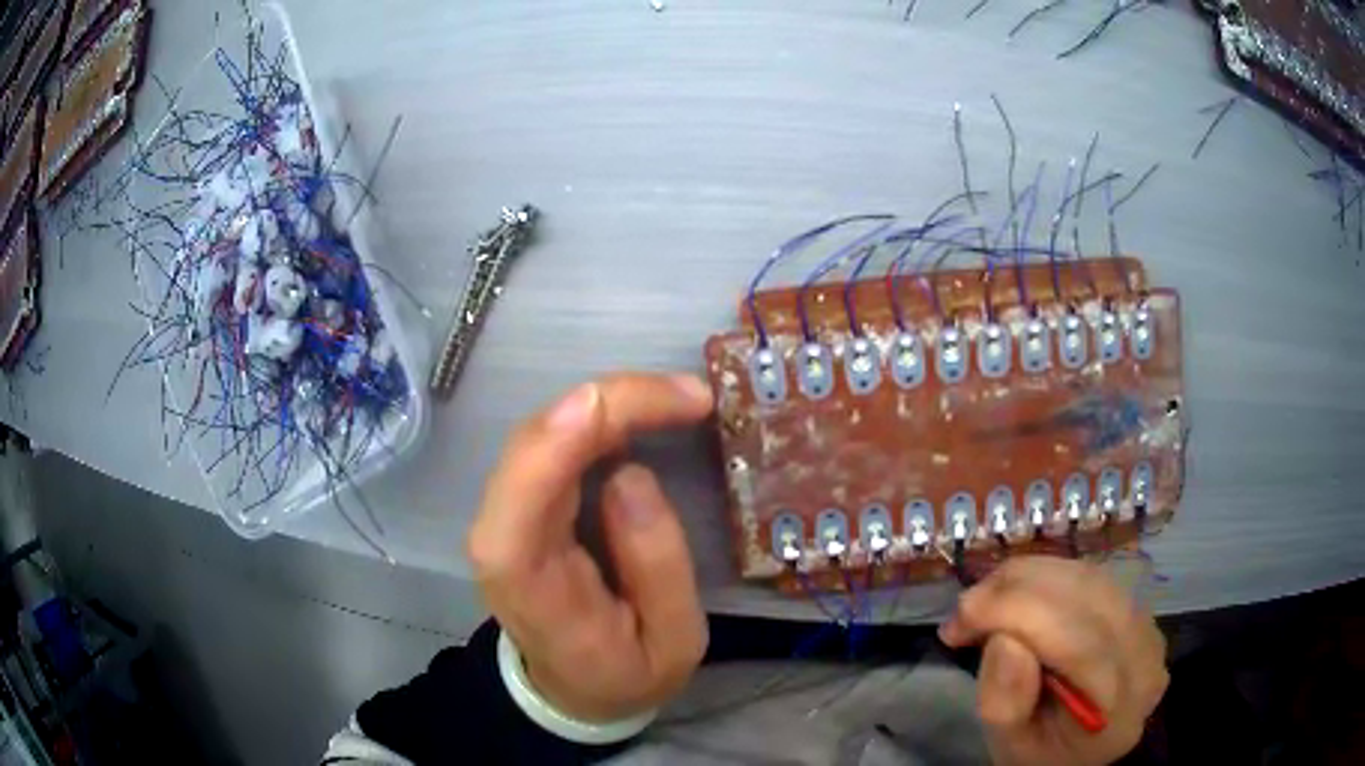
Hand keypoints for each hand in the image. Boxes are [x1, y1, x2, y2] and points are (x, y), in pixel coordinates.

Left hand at [466, 373, 712, 721]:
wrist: (571, 688)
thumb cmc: (622, 674)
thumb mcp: (671, 644)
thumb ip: (657, 566)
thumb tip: (631, 474)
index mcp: (526, 574)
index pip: (531, 481)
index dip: (585, 426)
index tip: (666, 401)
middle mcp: (500, 530)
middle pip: (539, 438)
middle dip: (616, 401)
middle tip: (693, 397)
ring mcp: (504, 510)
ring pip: (546, 428)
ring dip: (612, 403)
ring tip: (680, 401)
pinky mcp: (521, 499)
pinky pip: (554, 440)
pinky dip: (599, 417)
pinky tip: (645, 414)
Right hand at [938, 557, 1168, 765]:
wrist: (1084, 752)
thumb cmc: (1043, 756)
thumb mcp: (1010, 748)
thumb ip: (1005, 703)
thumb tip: (1003, 639)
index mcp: (1117, 707)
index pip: (1078, 643)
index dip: (1018, 616)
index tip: (958, 622)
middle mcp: (1144, 655)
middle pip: (1086, 597)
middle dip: (1016, 590)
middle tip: (964, 610)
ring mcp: (1147, 625)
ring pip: (1088, 576)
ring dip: (1027, 577)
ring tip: (985, 601)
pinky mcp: (1136, 606)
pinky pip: (1091, 575)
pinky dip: (1046, 577)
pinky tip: (1017, 595)